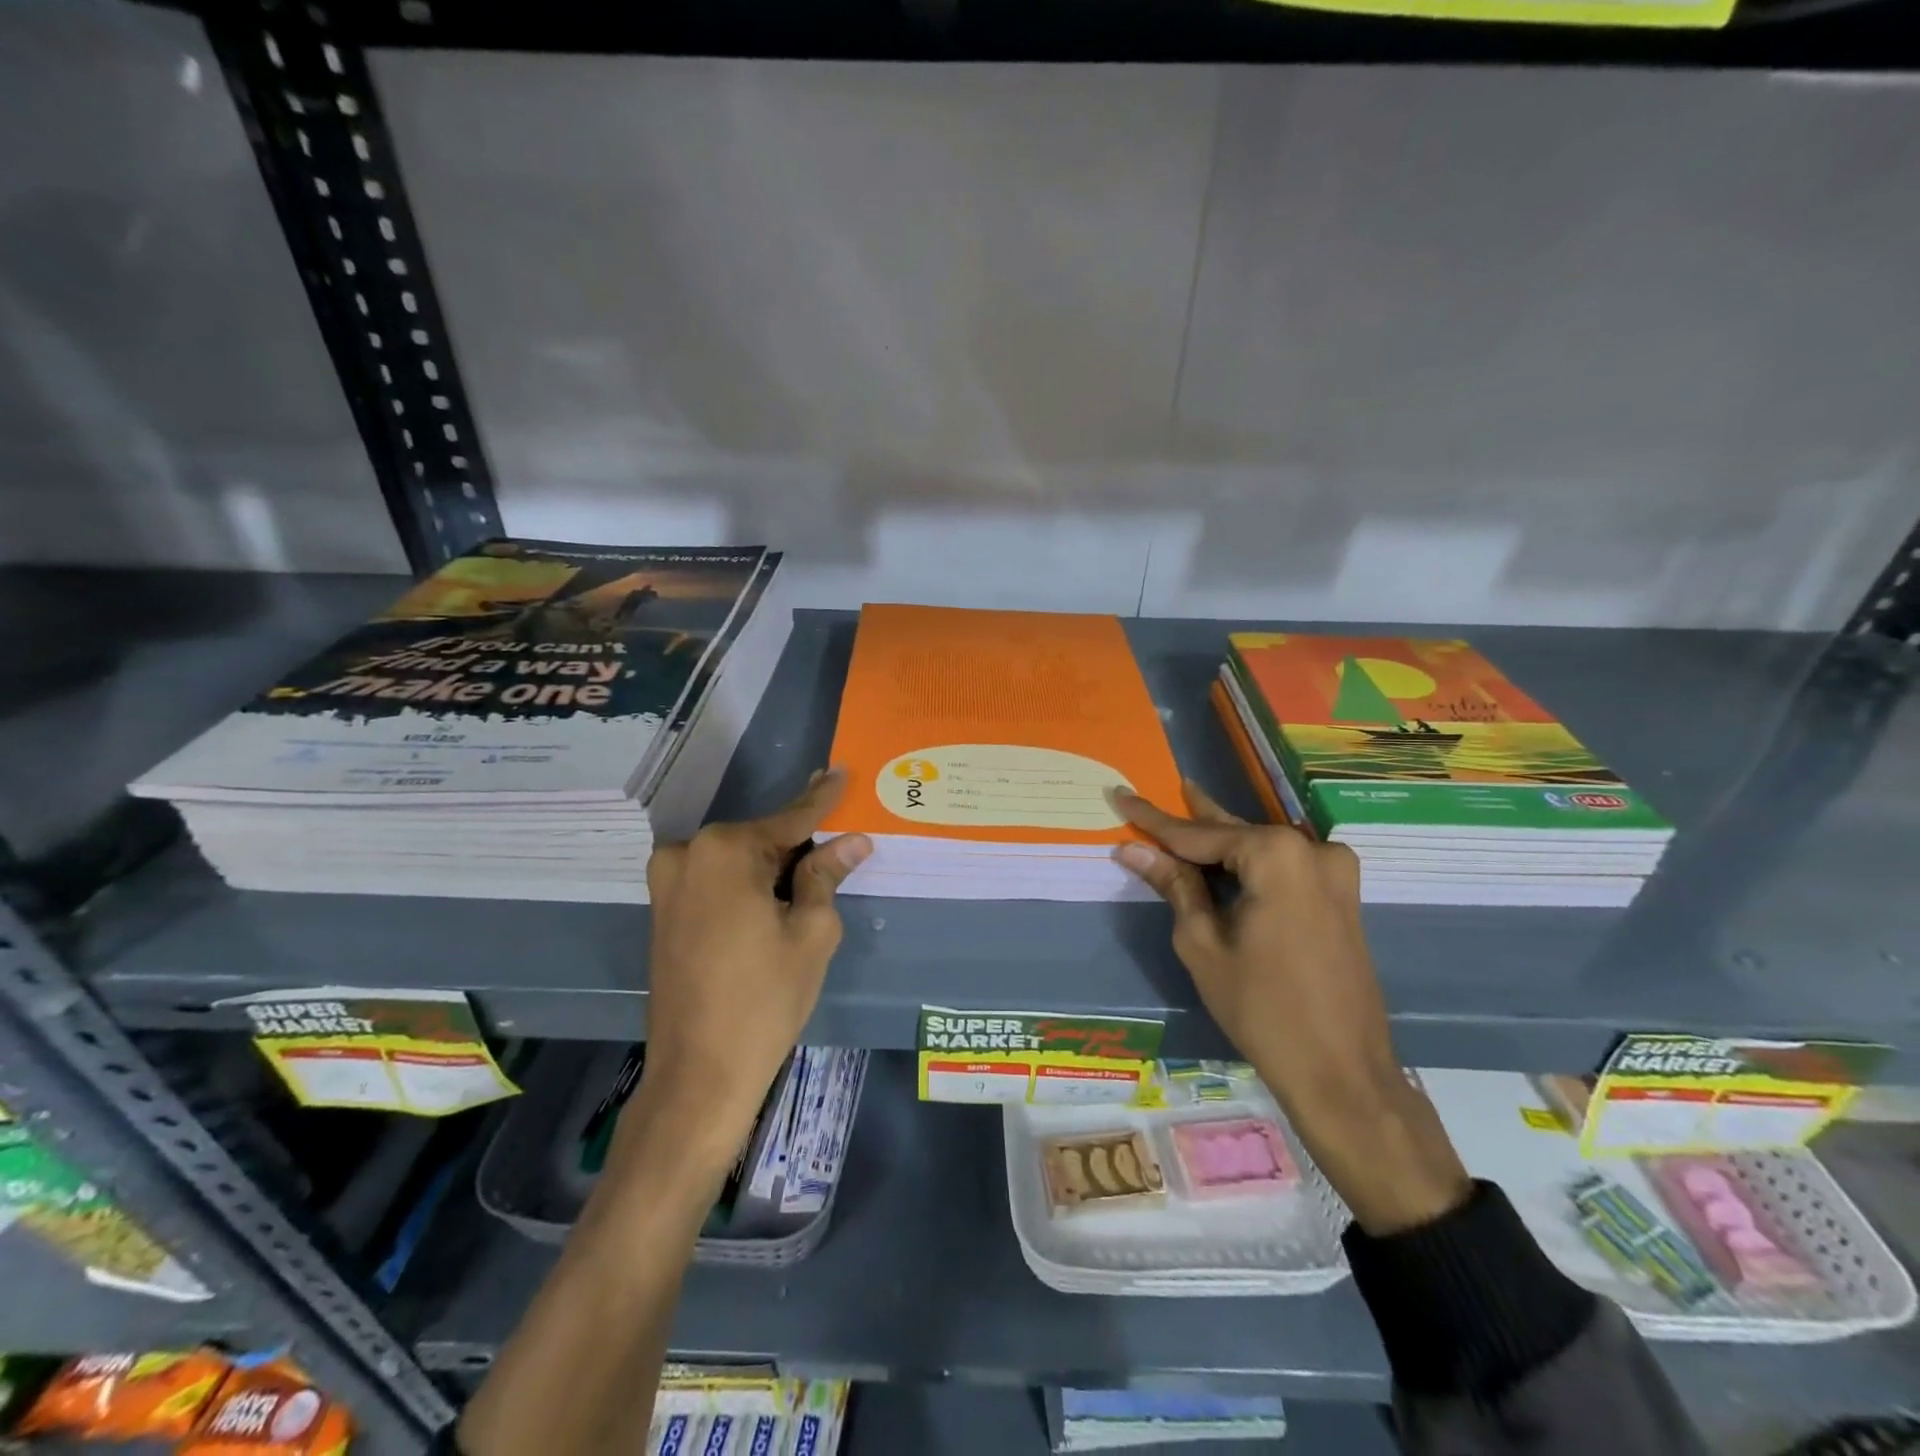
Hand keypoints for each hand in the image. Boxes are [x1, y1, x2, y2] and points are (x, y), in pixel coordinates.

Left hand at [624, 768, 871, 1171]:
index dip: (822, 799)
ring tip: (813, 877)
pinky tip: (776, 899)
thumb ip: (826, 875)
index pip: (790, 819)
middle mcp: (688, 853)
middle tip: (838, 839)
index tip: (840, 772)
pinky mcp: (663, 909)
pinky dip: (748, 883)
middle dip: (799, 842)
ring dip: (773, 865)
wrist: (698, 1074)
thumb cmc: (765, 999)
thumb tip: (852, 840)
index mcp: (725, 850)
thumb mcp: (811, 932)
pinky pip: (716, 880)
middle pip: (761, 838)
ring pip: (738, 860)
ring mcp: (668, 882)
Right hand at [1113, 781, 1468, 1233]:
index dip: (1153, 819)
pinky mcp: (1342, 897)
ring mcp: (1335, 873)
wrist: (1341, 1073)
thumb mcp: (1202, 943)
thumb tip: (1133, 849)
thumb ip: (1173, 885)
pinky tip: (1224, 859)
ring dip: (1222, 842)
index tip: (1120, 793)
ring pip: (1260, 848)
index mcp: (1276, 855)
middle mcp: (1312, 850)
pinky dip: (1250, 864)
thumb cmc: (1261, 1008)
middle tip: (1157, 792)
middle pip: (1234, 832)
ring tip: (1186, 812)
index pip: (1197, 833)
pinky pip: (1285, 867)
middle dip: (1192, 819)